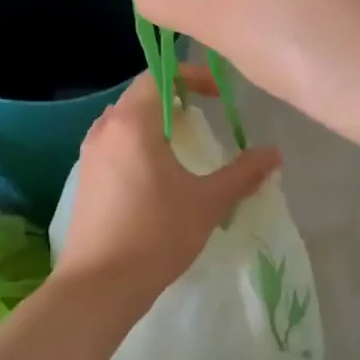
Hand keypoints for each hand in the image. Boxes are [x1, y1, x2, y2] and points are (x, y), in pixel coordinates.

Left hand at [53, 68, 279, 311]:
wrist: (99, 284)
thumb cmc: (156, 234)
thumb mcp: (207, 202)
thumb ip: (243, 173)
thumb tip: (275, 153)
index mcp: (132, 122)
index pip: (158, 75)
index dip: (190, 76)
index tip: (217, 94)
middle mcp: (105, 129)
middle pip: (140, 95)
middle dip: (174, 98)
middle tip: (204, 115)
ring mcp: (89, 155)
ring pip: (124, 121)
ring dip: (154, 122)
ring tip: (183, 144)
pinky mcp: (85, 179)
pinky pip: (114, 144)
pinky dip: (137, 144)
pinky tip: (156, 175)